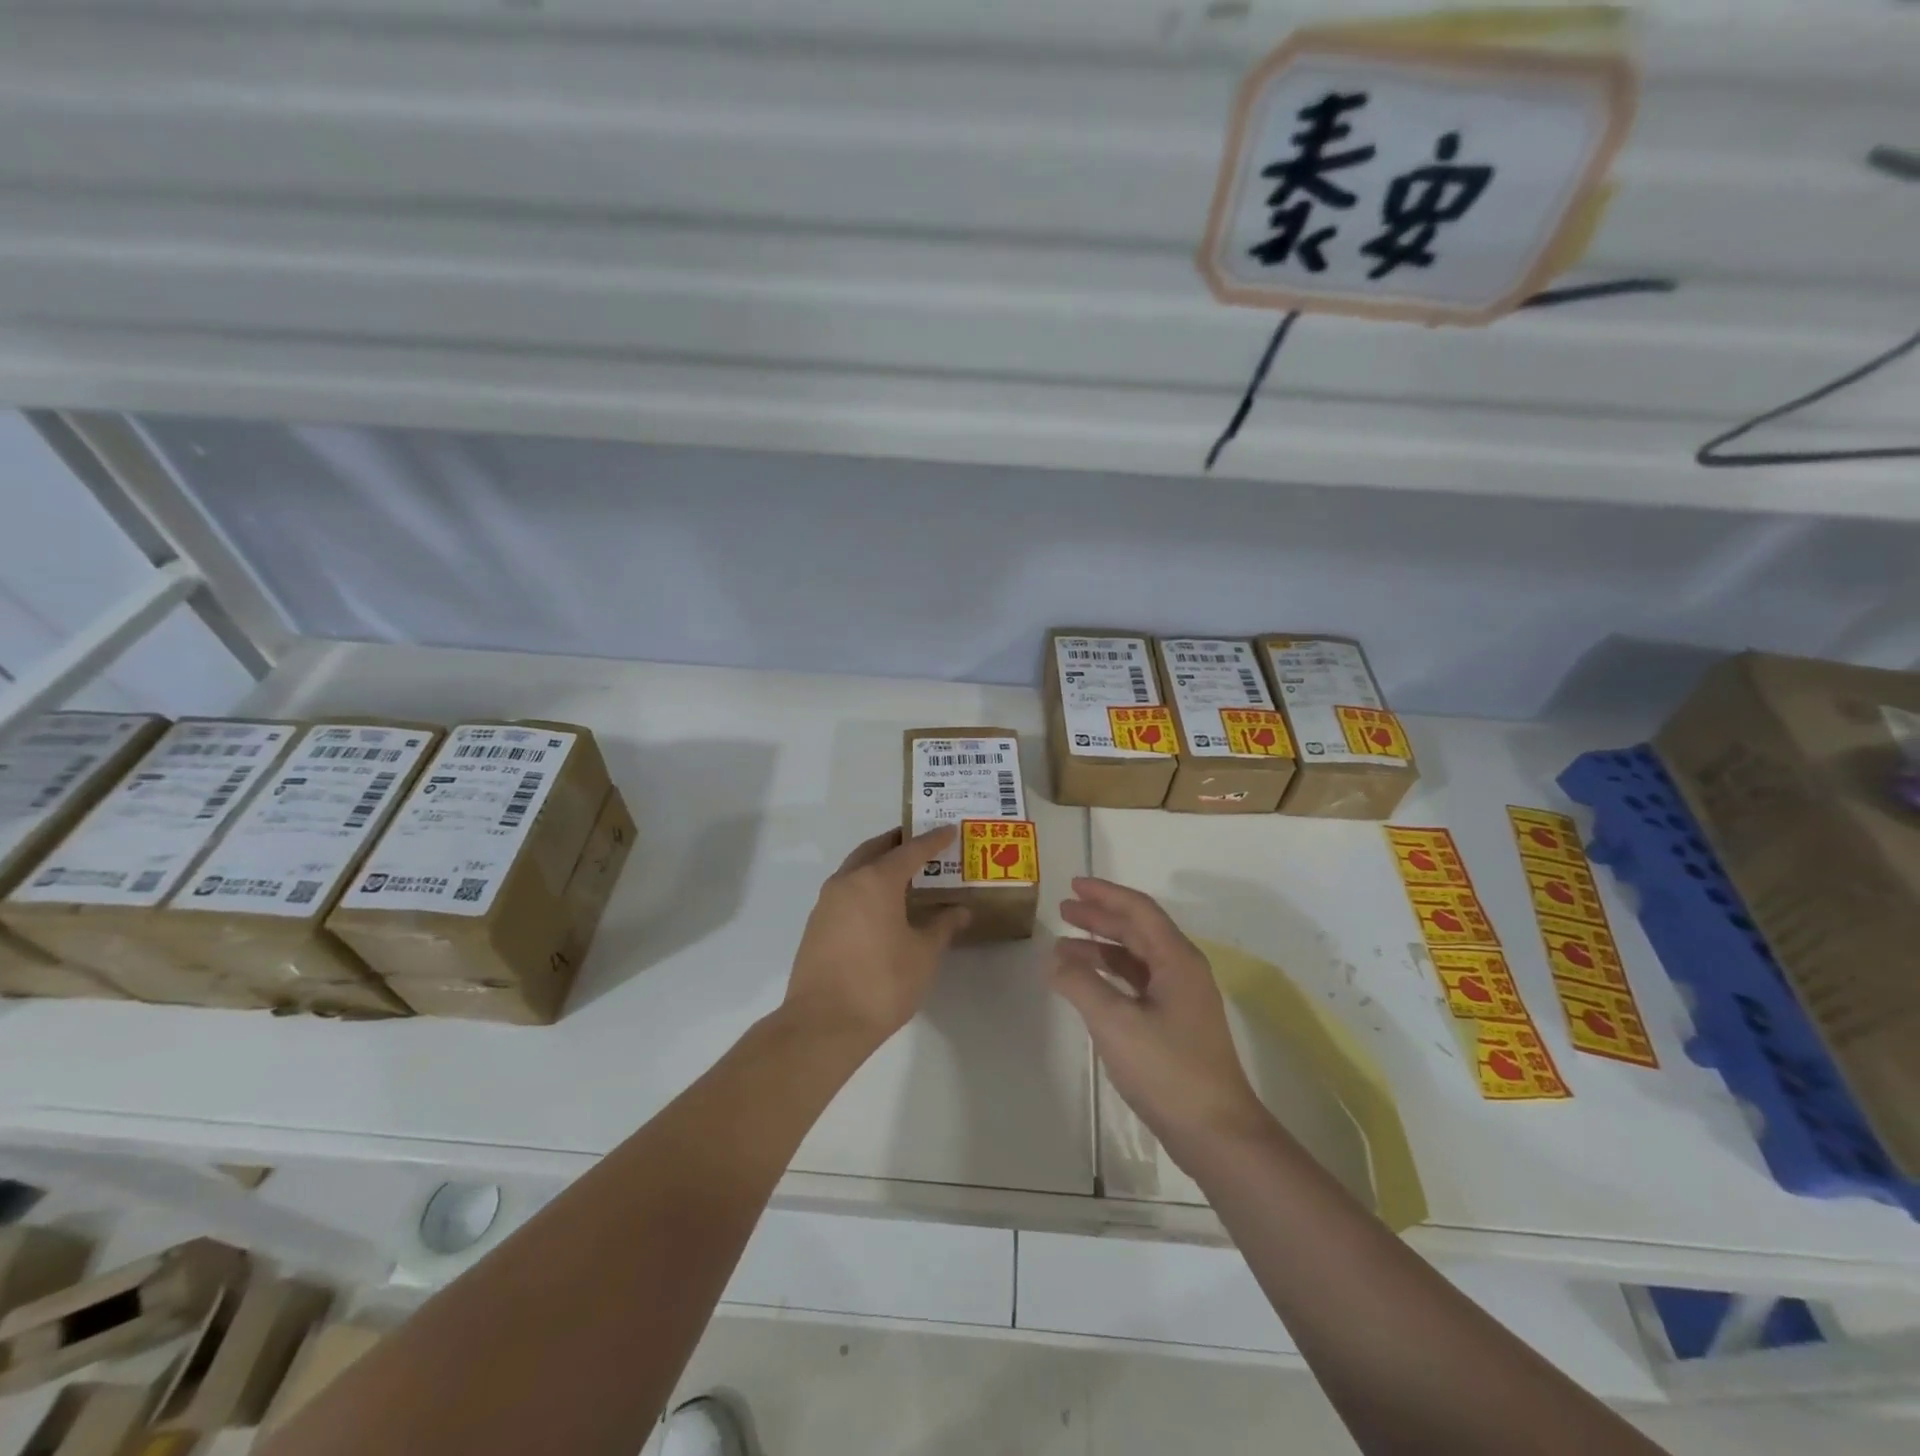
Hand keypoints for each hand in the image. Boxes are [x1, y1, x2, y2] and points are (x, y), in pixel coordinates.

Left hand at [784, 826, 970, 1047]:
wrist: (823, 1024)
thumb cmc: (882, 983)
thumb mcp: (924, 954)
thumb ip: (943, 926)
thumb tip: (961, 910)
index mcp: (876, 880)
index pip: (910, 850)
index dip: (932, 840)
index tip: (949, 830)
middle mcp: (847, 882)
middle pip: (875, 850)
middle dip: (898, 843)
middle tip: (921, 843)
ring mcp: (826, 903)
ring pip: (855, 869)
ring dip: (878, 864)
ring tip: (903, 873)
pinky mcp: (816, 925)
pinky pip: (845, 891)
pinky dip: (864, 885)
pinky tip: (880, 905)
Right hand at [1053, 878, 1272, 1161]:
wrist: (1217, 1134)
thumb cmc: (1167, 1070)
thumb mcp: (1115, 1022)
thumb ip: (1080, 984)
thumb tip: (1053, 957)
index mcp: (1177, 960)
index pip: (1139, 910)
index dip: (1105, 894)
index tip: (1073, 885)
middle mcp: (1183, 971)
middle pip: (1138, 930)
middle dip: (1100, 917)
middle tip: (1064, 910)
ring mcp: (1182, 999)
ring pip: (1137, 958)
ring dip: (1102, 948)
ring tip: (1065, 947)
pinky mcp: (1176, 1025)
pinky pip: (1139, 984)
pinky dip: (1111, 976)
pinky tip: (1088, 985)